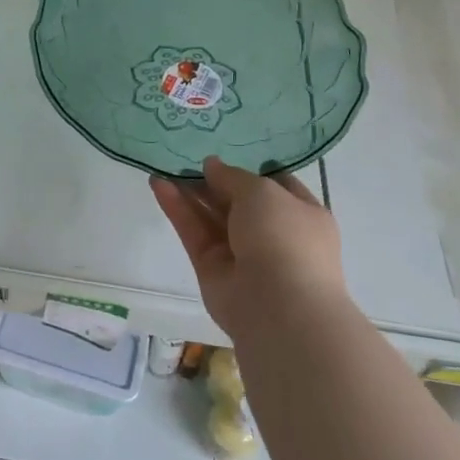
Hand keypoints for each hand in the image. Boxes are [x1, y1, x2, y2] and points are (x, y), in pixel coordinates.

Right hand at [150, 156, 344, 338]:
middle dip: (213, 180)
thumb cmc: (284, 237)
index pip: (276, 185)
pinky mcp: (212, 268)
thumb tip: (211, 165)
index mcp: (301, 214)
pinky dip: (177, 209)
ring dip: (189, 192)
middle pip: (237, 201)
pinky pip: (194, 232)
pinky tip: (158, 184)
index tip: (226, 152)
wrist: (278, 306)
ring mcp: (242, 253)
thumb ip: (233, 176)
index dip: (251, 169)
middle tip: (185, 158)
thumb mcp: (262, 191)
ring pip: (211, 216)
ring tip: (163, 166)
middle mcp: (273, 234)